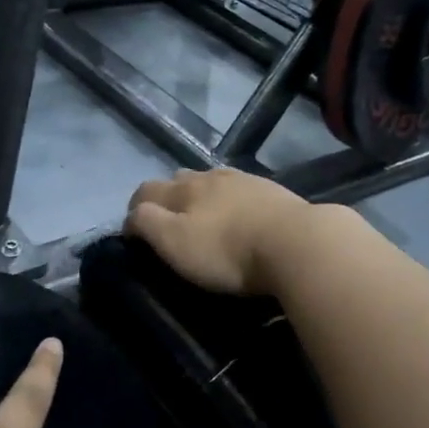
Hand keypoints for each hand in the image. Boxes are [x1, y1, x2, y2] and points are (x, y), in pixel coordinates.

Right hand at [125, 168, 317, 295]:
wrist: (298, 243)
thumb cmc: (228, 250)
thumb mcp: (175, 243)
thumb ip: (147, 224)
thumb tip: (131, 216)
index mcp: (183, 189)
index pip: (145, 190)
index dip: (134, 209)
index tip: (133, 233)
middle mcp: (210, 177)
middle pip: (179, 180)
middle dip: (169, 198)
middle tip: (171, 225)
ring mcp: (245, 181)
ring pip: (212, 182)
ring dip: (202, 197)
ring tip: (206, 219)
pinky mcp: (273, 193)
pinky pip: (242, 191)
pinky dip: (233, 202)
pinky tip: (242, 218)